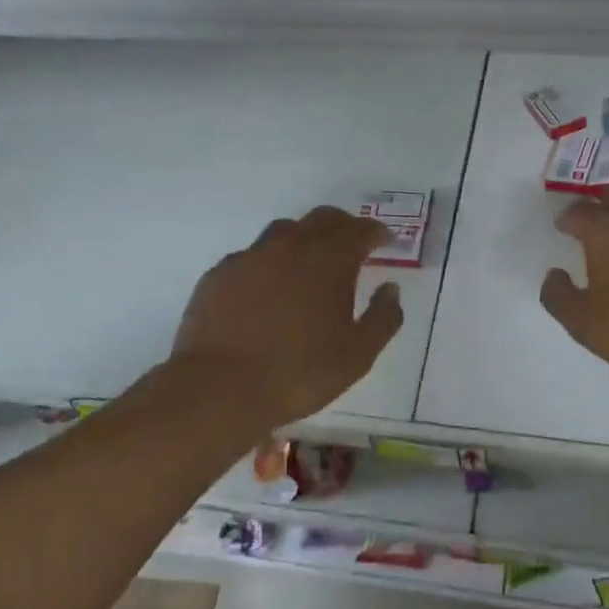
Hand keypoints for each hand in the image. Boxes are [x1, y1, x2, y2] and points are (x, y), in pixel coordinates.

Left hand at [170, 206, 403, 429]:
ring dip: (303, 239)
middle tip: (353, 244)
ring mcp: (250, 257)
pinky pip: (251, 256)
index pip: (361, 230)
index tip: (386, 242)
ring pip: (284, 231)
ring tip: (307, 264)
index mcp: (329, 260)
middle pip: (323, 218)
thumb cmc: (298, 373)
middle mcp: (291, 246)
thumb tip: (391, 290)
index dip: (377, 233)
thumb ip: (383, 318)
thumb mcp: (357, 355)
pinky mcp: (219, 274)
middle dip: (343, 226)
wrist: (218, 389)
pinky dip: (267, 264)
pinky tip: (265, 290)